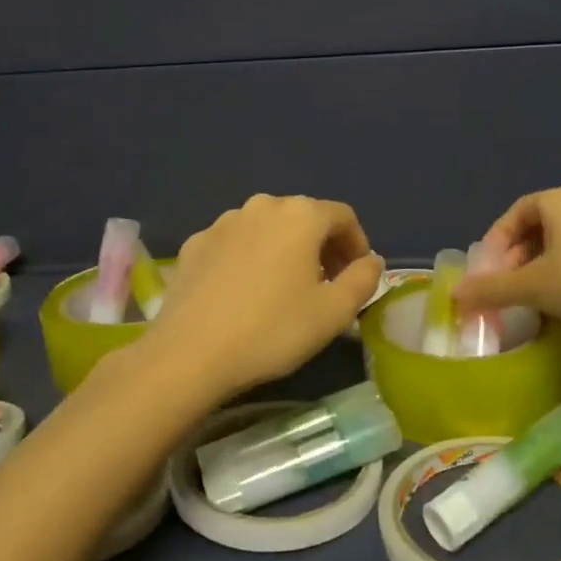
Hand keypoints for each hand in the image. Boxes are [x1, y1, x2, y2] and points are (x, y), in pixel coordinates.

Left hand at [148, 194, 383, 396]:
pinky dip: (251, 258)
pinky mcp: (195, 244)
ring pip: (268, 229)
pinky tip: (245, 293)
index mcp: (300, 215)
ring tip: (286, 289)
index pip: (343, 216)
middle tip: (327, 285)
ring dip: (286, 250)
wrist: (189, 354)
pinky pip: (236, 243)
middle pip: (305, 218)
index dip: (357, 244)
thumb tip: (371, 261)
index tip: (357, 277)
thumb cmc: (272, 330)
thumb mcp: (334, 312)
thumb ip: (363, 280)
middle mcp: (262, 206)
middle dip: (323, 247)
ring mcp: (223, 222)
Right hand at [454, 185, 560, 333]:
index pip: (516, 212)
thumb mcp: (532, 287)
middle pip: (543, 225)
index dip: (497, 241)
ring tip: (542, 294)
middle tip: (512, 285)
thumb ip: (491, 289)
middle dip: (522, 255)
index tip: (490, 271)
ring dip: (550, 263)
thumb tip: (454, 294)